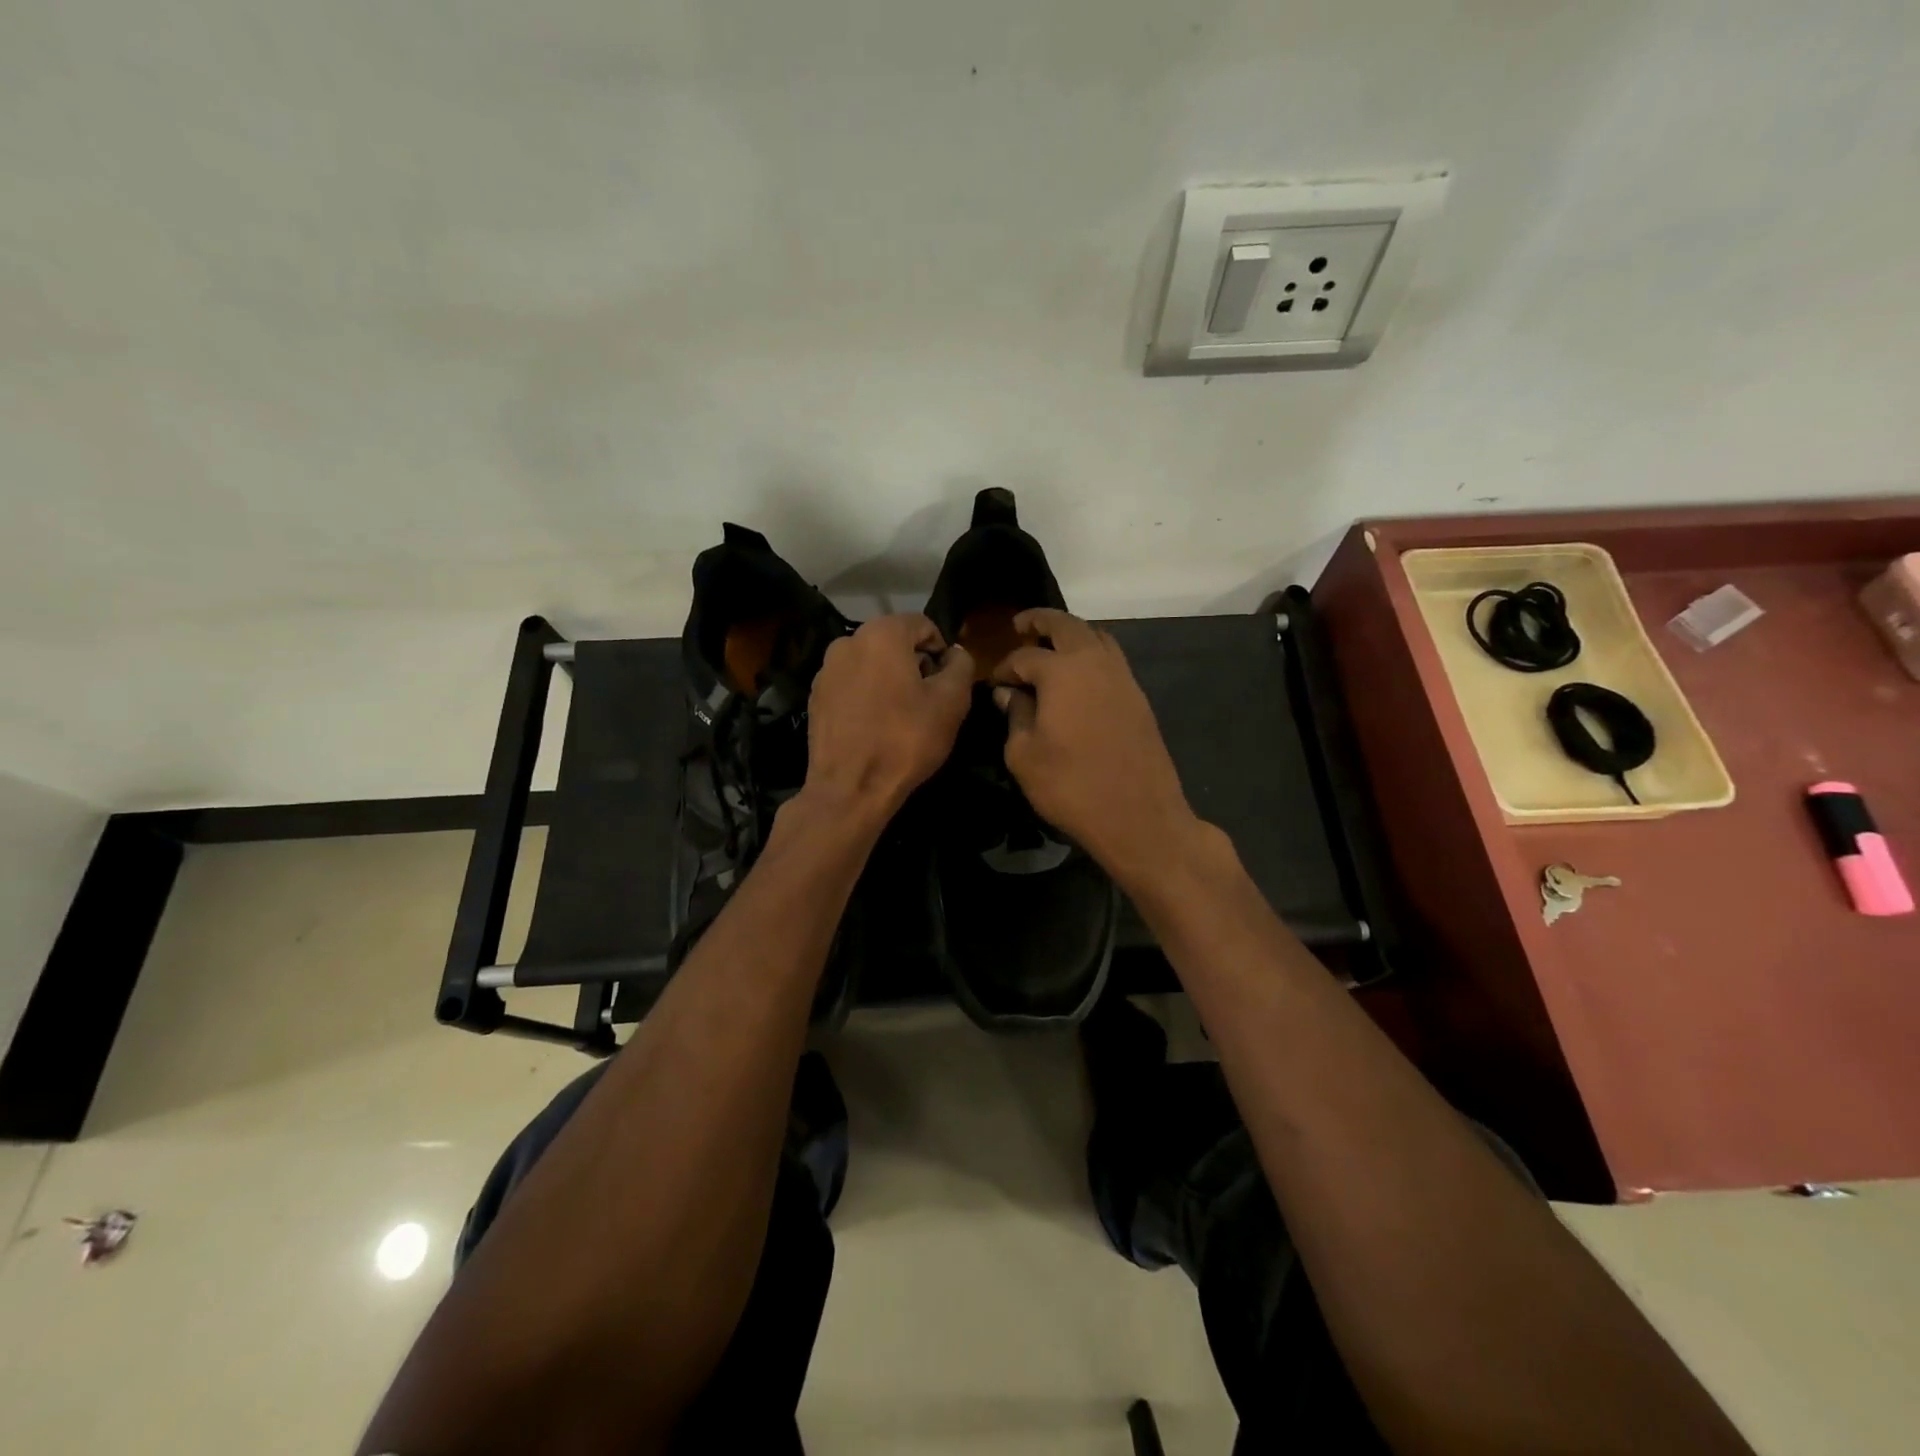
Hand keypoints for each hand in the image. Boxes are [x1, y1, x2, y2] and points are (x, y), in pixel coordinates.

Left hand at [803, 614, 973, 823]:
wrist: (850, 788)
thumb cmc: (905, 740)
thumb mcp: (951, 702)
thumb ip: (961, 667)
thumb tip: (955, 654)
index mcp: (881, 634)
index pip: (923, 625)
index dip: (942, 651)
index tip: (947, 683)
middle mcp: (847, 641)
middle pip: (894, 642)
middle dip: (914, 665)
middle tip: (927, 702)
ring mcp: (826, 669)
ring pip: (871, 664)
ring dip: (890, 680)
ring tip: (900, 716)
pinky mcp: (815, 697)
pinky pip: (851, 685)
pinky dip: (866, 696)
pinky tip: (875, 726)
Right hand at [993, 609, 1200, 883]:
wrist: (1139, 817)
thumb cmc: (1071, 787)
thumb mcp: (1024, 756)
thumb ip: (1015, 716)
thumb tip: (1009, 694)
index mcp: (1062, 671)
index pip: (1025, 657)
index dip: (1004, 668)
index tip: (994, 683)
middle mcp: (1095, 663)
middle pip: (1067, 625)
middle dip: (1041, 621)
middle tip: (1022, 625)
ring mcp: (1123, 678)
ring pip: (1096, 637)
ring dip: (1072, 634)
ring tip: (1052, 647)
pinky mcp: (1138, 698)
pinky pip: (1111, 660)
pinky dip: (1092, 655)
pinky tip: (1078, 678)